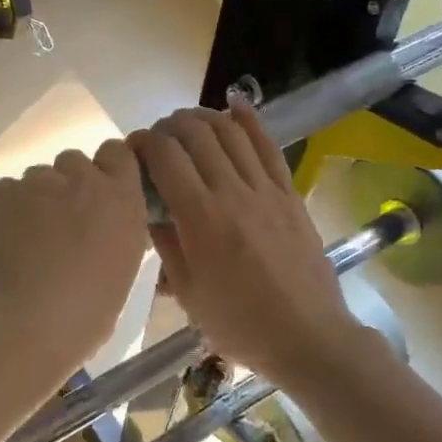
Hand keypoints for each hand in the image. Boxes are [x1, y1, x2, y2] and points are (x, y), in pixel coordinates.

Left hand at [0, 140, 149, 396]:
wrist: (16, 327)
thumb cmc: (81, 319)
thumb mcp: (120, 276)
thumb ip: (115, 238)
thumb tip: (103, 233)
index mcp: (122, 202)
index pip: (118, 153)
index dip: (106, 169)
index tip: (98, 194)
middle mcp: (83, 180)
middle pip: (75, 162)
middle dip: (68, 186)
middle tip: (58, 224)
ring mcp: (38, 182)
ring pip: (38, 178)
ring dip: (36, 199)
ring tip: (24, 240)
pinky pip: (6, 191)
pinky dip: (5, 211)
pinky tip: (0, 244)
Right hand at [130, 100, 364, 387]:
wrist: (308, 337)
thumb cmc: (240, 324)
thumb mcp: (188, 293)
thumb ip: (166, 245)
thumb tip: (150, 211)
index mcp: (201, 218)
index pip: (166, 158)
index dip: (144, 143)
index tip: (133, 148)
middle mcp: (232, 192)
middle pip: (196, 135)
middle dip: (169, 126)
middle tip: (158, 138)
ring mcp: (265, 189)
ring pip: (231, 132)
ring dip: (203, 118)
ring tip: (186, 122)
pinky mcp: (289, 194)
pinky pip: (269, 147)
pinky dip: (249, 120)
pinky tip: (235, 104)